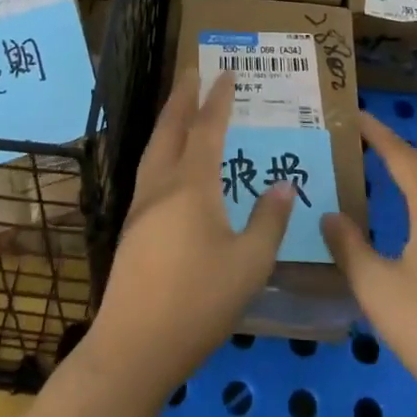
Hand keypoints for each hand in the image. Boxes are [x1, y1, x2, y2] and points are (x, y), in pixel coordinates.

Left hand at [85, 71, 293, 398]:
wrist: (133, 347)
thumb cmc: (198, 302)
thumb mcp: (249, 265)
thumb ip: (269, 221)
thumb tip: (285, 184)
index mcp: (192, 185)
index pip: (207, 129)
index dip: (218, 100)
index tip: (226, 73)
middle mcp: (162, 184)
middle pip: (171, 128)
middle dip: (183, 97)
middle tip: (192, 70)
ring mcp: (141, 205)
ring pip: (154, 147)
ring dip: (168, 119)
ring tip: (179, 105)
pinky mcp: (131, 227)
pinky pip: (149, 168)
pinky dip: (161, 147)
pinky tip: (167, 162)